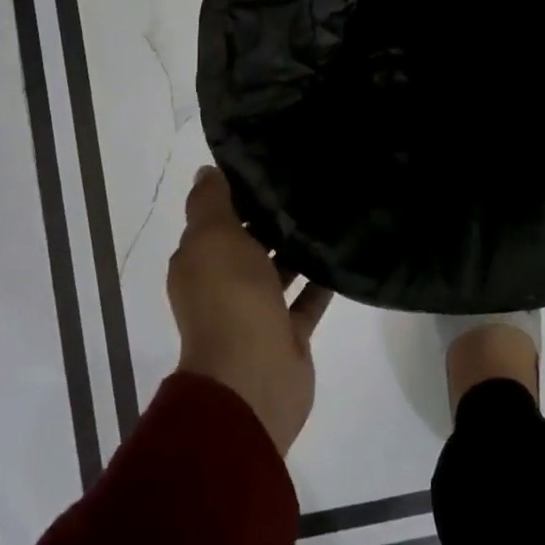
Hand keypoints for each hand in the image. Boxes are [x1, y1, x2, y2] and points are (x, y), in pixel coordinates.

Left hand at [168, 166, 332, 453]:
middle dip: (273, 218)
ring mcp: (257, 312)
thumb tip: (206, 171)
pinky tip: (343, 253)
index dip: (239, 193)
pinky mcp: (288, 334)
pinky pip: (307, 299)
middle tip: (309, 183)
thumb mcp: (212, 238)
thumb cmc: (229, 298)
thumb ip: (210, 202)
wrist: (252, 379)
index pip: (217, 219)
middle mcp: (224, 285)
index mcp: (200, 262)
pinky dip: (321, 280)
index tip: (271, 165)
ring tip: (330, 211)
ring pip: (279, 271)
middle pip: (249, 244)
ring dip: (298, 248)